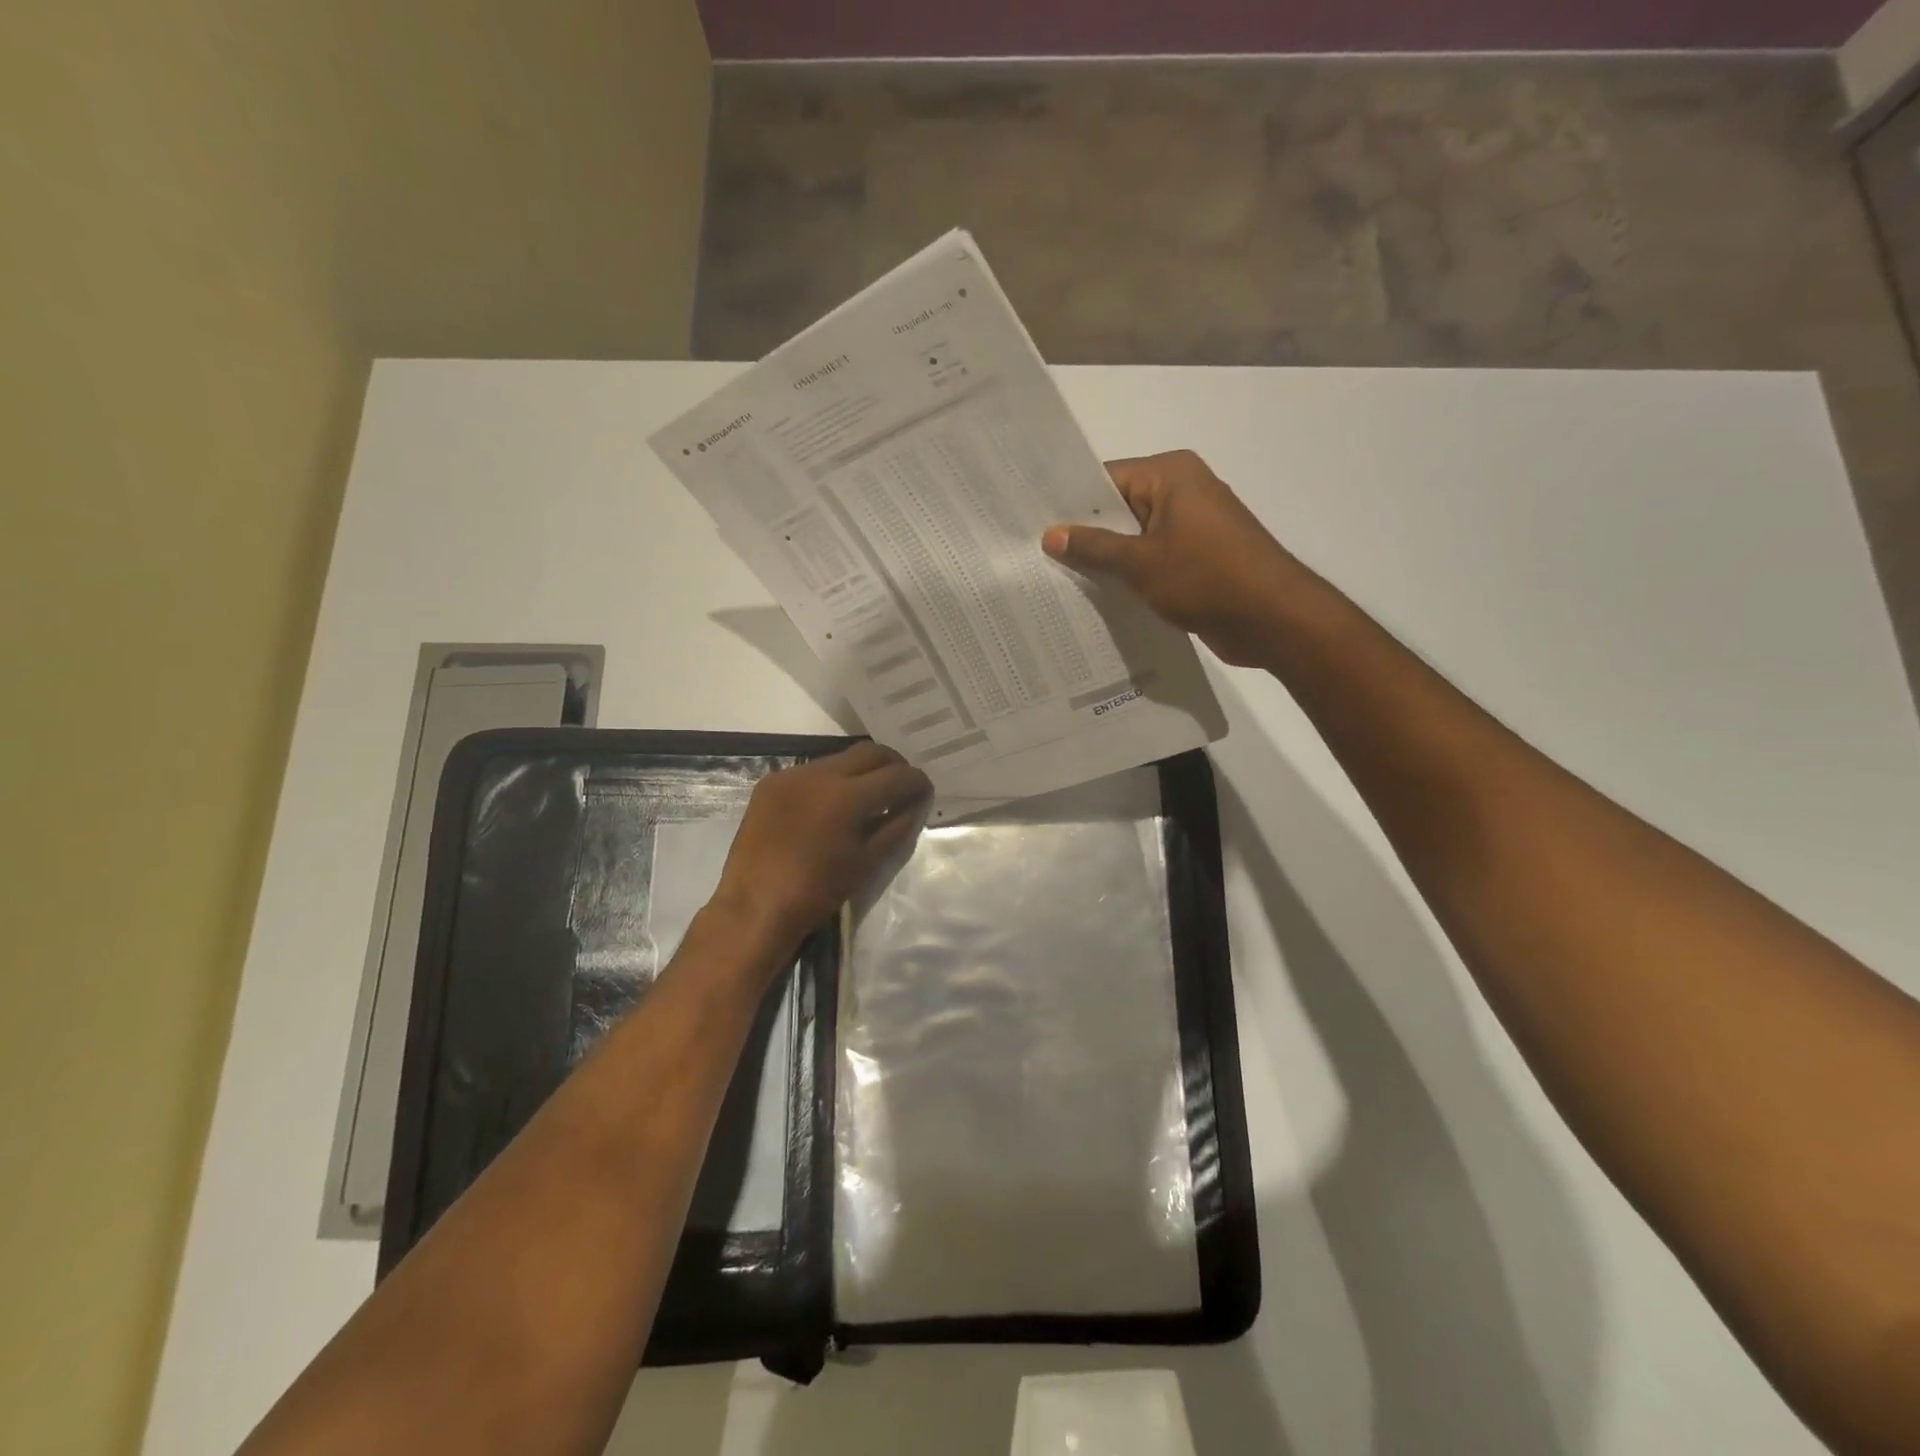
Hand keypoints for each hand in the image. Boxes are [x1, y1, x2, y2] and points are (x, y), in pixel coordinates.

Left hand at [710, 742, 930, 950]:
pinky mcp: (771, 782)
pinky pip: (812, 770)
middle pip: (870, 752)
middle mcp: (819, 774)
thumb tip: (916, 803)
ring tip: (869, 795)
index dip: (917, 781)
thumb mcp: (867, 862)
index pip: (897, 775)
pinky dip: (831, 780)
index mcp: (847, 796)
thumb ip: (896, 826)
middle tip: (902, 786)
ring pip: (840, 757)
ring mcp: (791, 774)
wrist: (755, 907)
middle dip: (893, 765)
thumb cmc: (817, 892)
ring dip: (862, 770)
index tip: (925, 792)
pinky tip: (832, 804)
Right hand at [1042, 450, 1301, 667]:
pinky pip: (1152, 560)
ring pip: (1134, 538)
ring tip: (1057, 579)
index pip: (1106, 479)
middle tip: (1036, 556)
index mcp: (1171, 475)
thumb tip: (1050, 534)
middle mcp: (1182, 492)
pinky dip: (1129, 576)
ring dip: (1106, 560)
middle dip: (1084, 534)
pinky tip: (1097, 596)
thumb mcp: (1140, 562)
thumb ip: (1093, 547)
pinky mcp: (1197, 559)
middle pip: (1119, 508)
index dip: (1070, 503)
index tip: (1032, 525)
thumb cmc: (1206, 578)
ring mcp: (1192, 527)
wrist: (1273, 619)